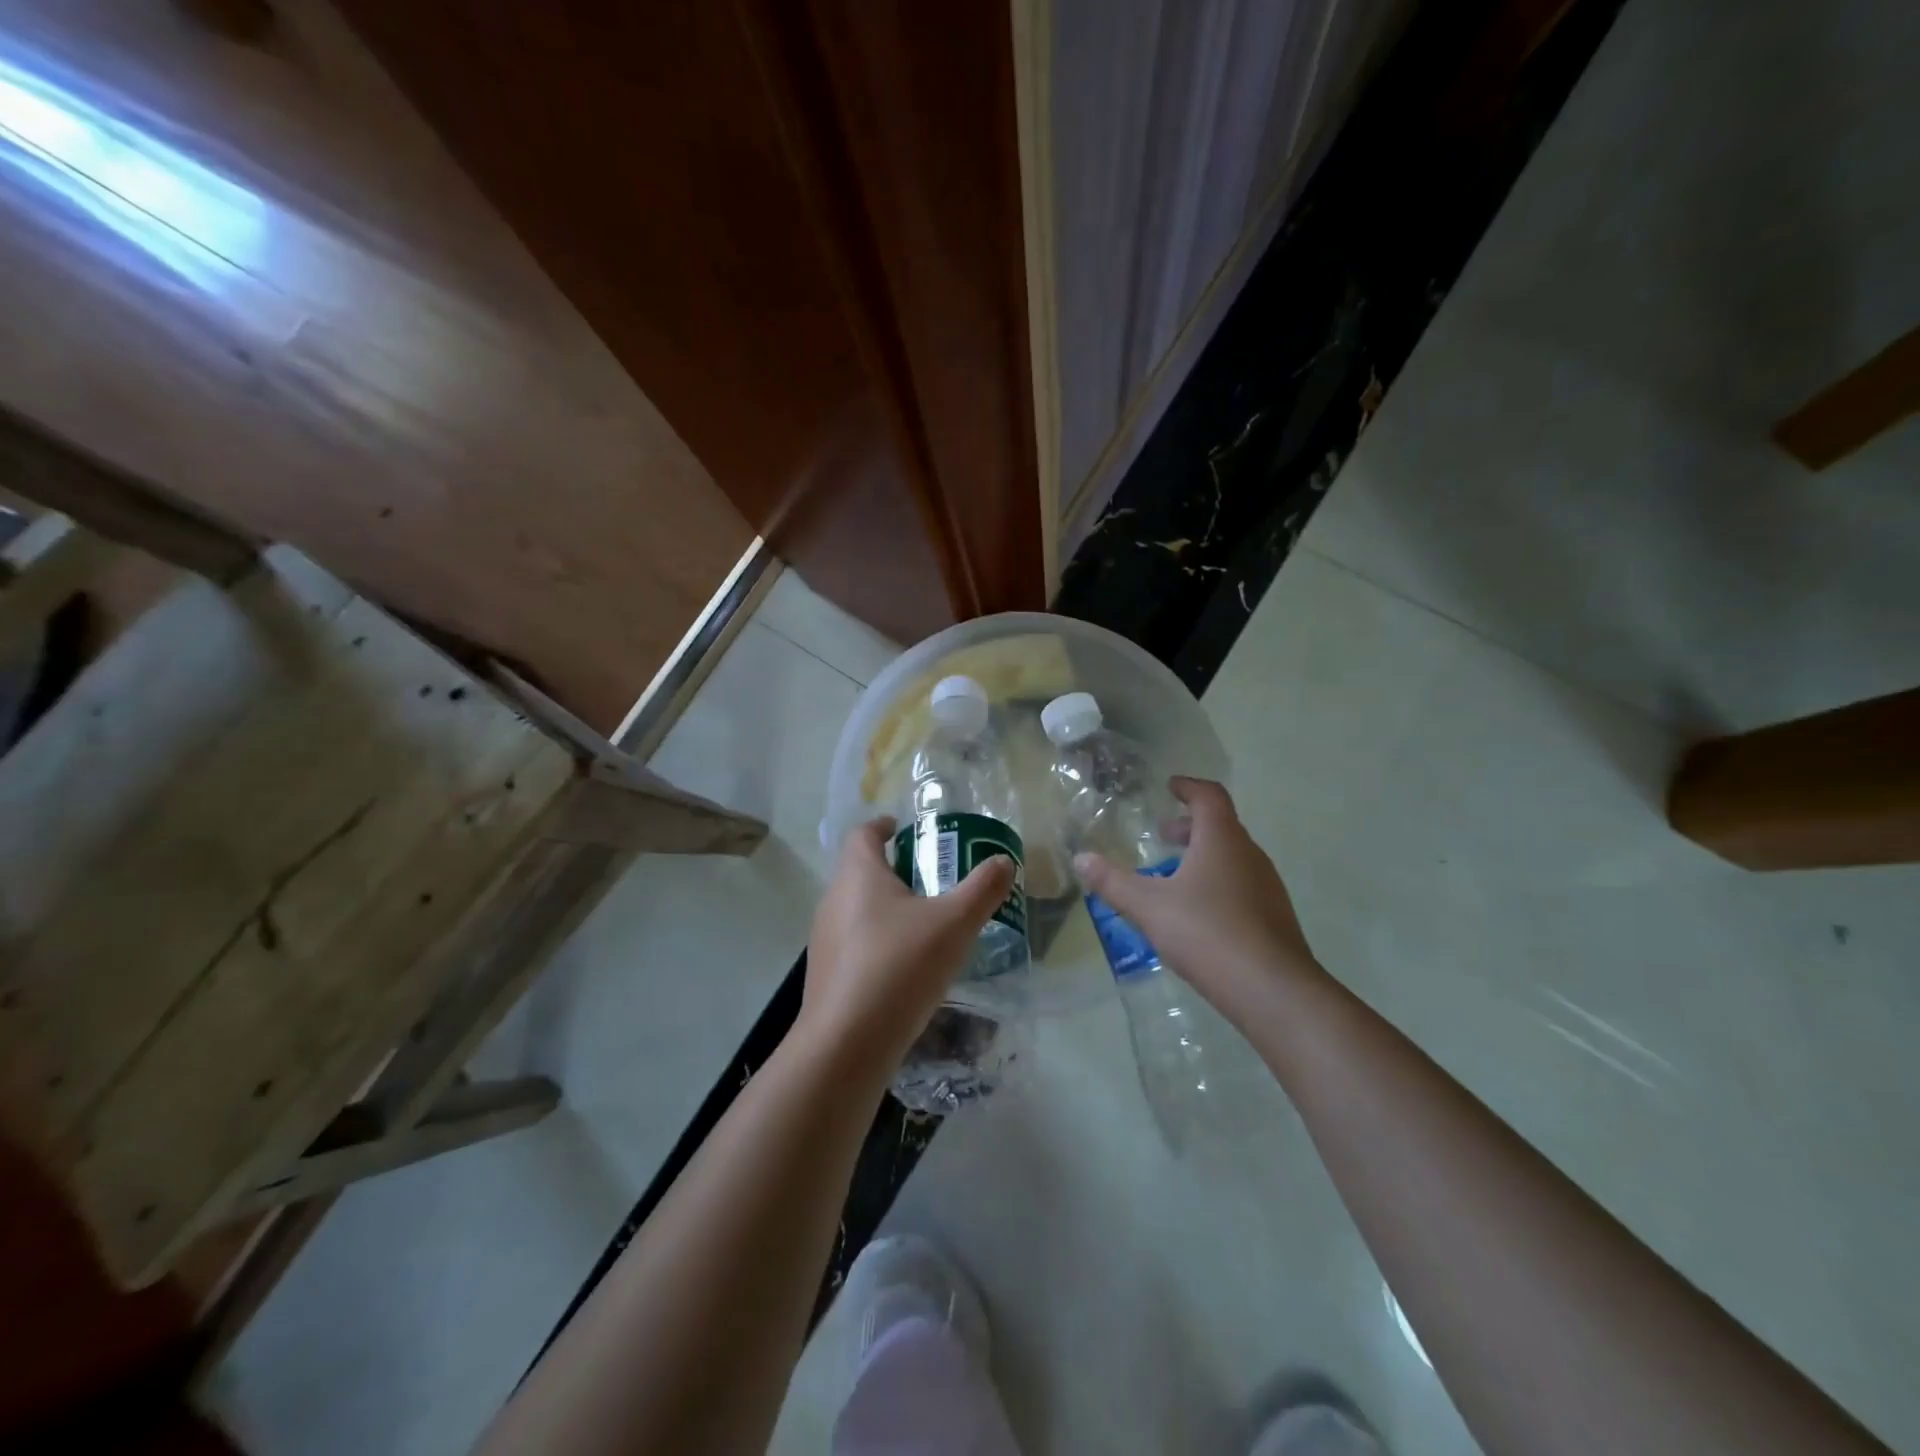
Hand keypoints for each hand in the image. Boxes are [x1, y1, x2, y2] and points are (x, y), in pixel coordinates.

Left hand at [800, 817, 1016, 1067]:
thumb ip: (981, 890)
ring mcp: (824, 940)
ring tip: (923, 923)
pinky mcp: (826, 975)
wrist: (846, 1044)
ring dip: (885, 908)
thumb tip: (1003, 862)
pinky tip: (905, 967)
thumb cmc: (899, 966)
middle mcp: (834, 900)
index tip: (902, 828)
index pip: (863, 834)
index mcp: (858, 876)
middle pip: (860, 871)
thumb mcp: (953, 924)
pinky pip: (854, 944)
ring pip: (856, 909)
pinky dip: (877, 942)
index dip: (882, 826)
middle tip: (930, 878)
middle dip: (892, 869)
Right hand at [1072, 777, 1321, 1029]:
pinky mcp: (1274, 917)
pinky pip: (1242, 885)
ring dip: (1204, 856)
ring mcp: (1267, 887)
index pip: (1209, 796)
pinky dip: (1218, 883)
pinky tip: (1198, 913)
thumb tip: (1080, 859)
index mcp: (1221, 840)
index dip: (1189, 787)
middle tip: (1163, 834)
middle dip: (1190, 826)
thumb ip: (1112, 882)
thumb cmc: (1207, 933)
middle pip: (1221, 826)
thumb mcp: (1148, 906)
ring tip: (1174, 876)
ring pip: (1232, 857)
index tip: (1170, 786)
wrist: (1273, 990)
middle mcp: (1249, 855)